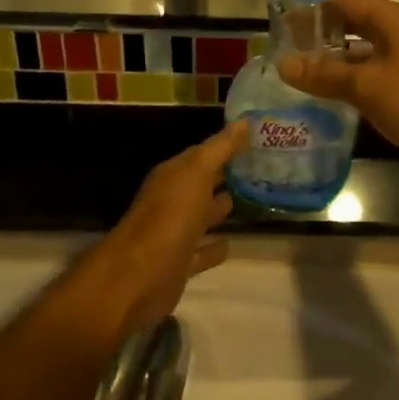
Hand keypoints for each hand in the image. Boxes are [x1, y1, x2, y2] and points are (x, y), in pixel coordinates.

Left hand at [83, 123, 246, 338]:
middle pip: (202, 184)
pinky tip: (232, 244)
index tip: (257, 141)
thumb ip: (220, 149)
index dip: (227, 147)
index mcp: (173, 176)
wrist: (138, 277)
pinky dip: (214, 248)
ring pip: (201, 216)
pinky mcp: (179, 265)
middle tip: (260, 169)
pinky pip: (201, 252)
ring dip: (220, 209)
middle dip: (225, 176)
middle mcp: (172, 200)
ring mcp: (174, 234)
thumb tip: (245, 121)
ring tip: (250, 200)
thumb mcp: (196, 174)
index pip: (202, 155)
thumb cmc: (169, 217)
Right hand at [276, 0, 398, 173]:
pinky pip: (376, 74)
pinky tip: (333, 97)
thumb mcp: (366, 86)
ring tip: (303, 76)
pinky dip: (354, 80)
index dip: (313, 11)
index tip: (284, 29)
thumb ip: (324, 75)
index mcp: (392, 19)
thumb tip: (283, 64)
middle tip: (289, 53)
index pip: (344, 1)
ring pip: (365, 51)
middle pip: (354, 23)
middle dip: (322, 36)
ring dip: (336, 61)